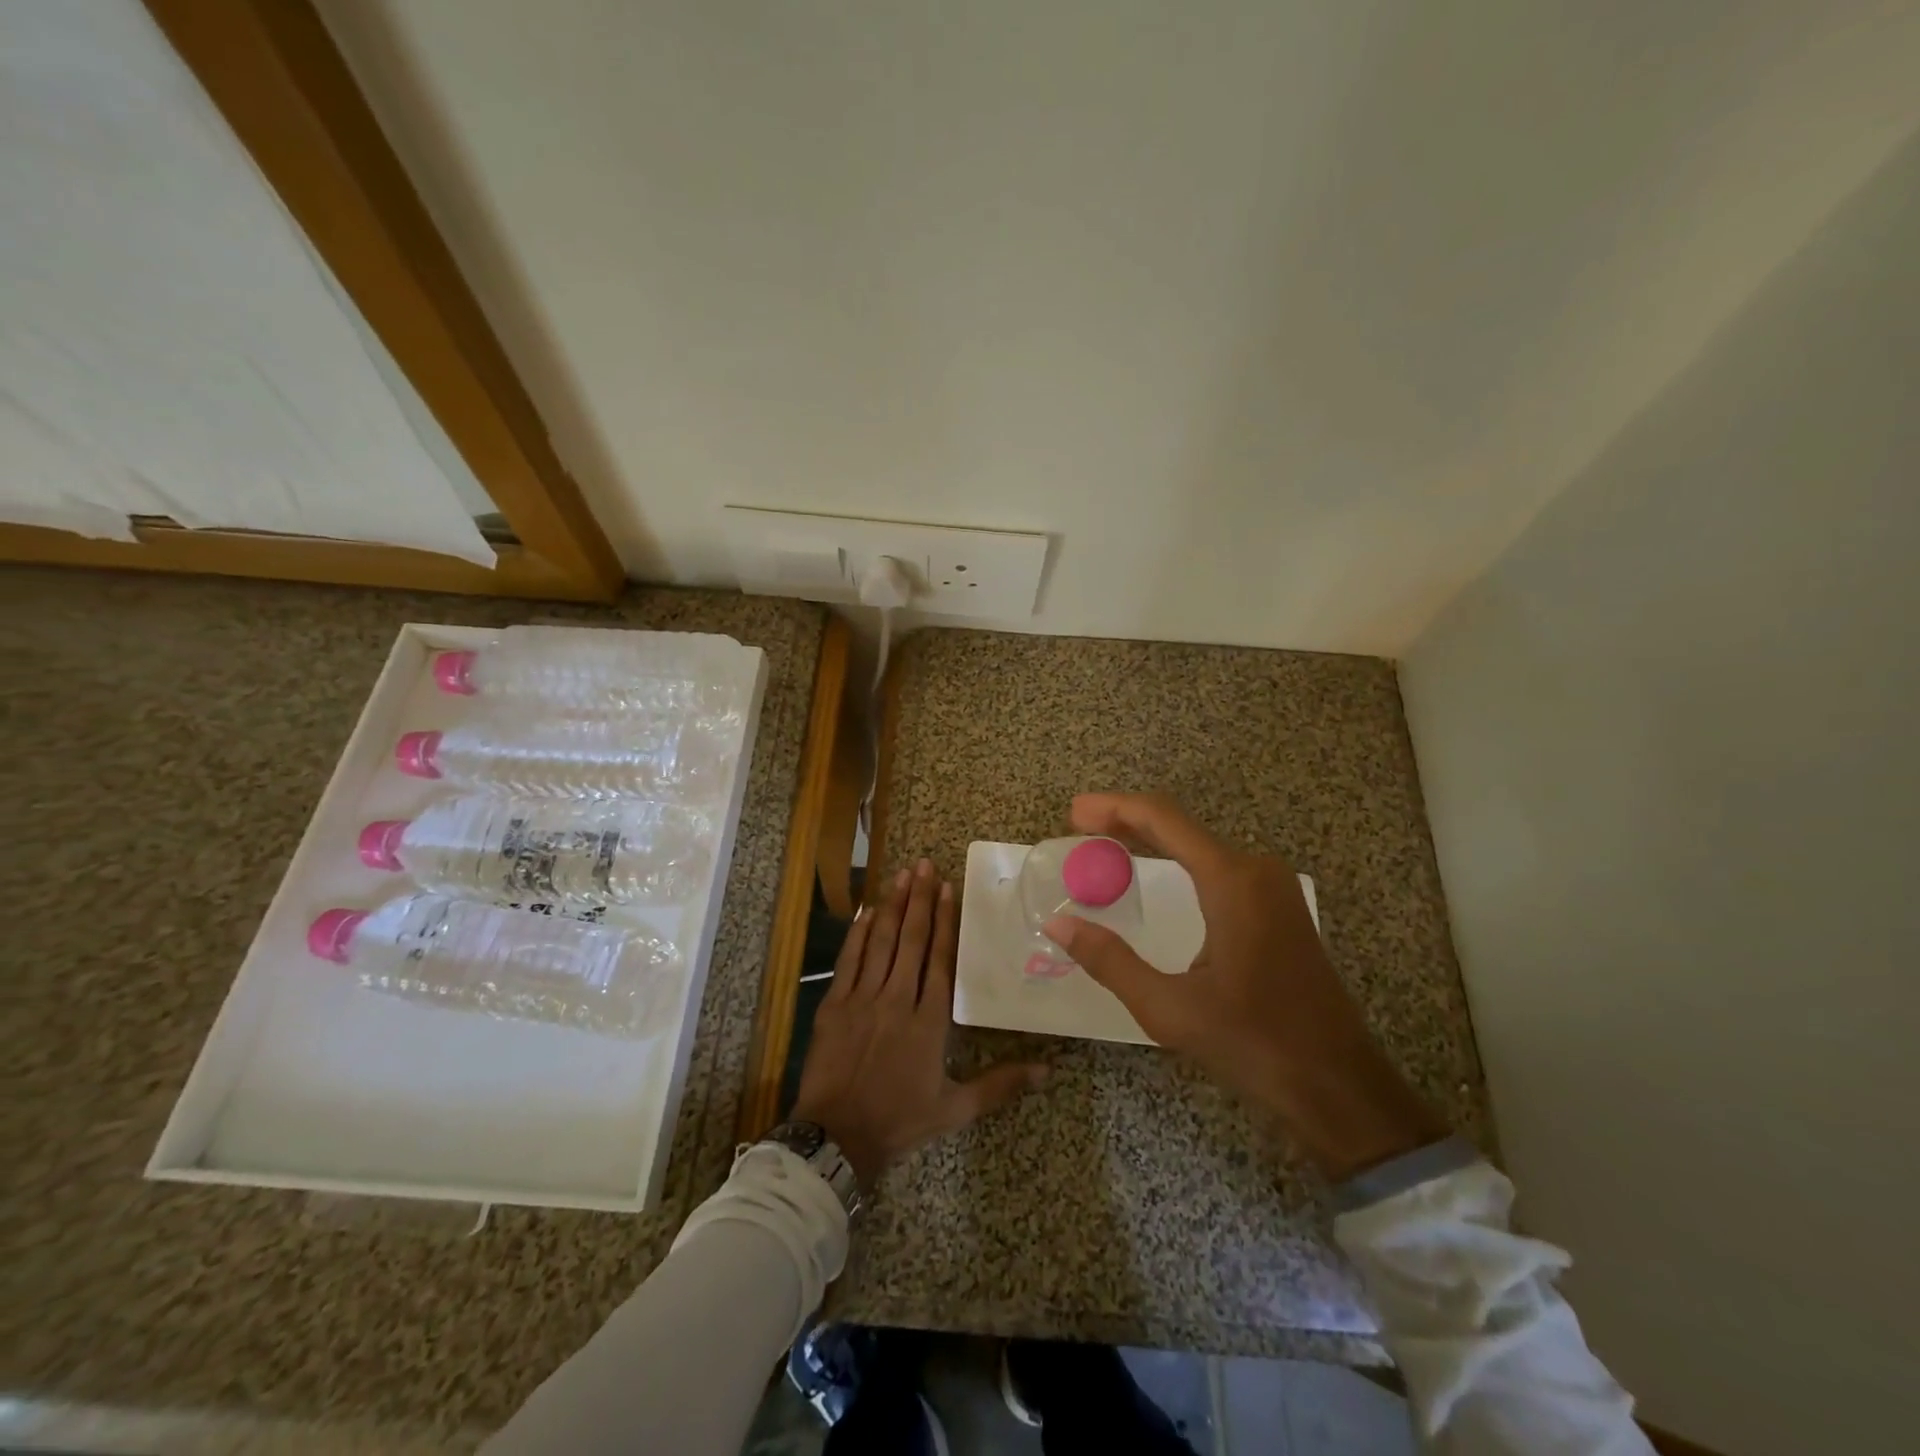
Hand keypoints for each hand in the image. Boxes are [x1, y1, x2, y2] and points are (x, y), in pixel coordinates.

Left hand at [792, 859, 1047, 1186]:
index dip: (945, 921)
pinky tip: (867, 910)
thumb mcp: (956, 1108)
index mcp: (930, 1020)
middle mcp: (898, 999)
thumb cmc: (900, 1120)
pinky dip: (858, 933)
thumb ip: (1001, 1084)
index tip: (947, 888)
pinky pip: (849, 959)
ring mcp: (863, 998)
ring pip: (881, 942)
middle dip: (919, 899)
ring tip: (902, 875)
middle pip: (912, 940)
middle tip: (924, 865)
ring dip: (893, 906)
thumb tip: (1049, 1069)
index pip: (941, 958)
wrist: (838, 1137)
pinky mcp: (835, 1004)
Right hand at [1043, 793, 1444, 1181]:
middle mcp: (1256, 870)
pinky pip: (1218, 866)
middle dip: (1126, 820)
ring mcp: (1273, 887)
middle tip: (1079, 827)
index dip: (1114, 808)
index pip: (1163, 819)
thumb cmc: (1255, 1044)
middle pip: (1180, 826)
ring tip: (1105, 846)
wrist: (1340, 1086)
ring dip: (1151, 840)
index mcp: (1232, 881)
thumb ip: (1110, 961)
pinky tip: (1153, 874)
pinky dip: (1177, 861)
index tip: (1075, 812)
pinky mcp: (1279, 907)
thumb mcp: (1170, 1009)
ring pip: (1199, 845)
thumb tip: (1059, 925)